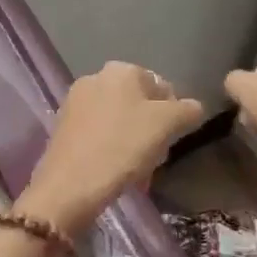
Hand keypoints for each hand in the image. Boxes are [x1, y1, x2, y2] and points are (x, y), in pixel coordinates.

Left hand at [19, 62, 205, 235]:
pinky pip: (99, 134)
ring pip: (118, 120)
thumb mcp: (166, 126)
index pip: (161, 86)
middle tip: (156, 156)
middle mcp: (95, 78)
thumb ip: (187, 111)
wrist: (69, 186)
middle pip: (138, 103)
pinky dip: (111, 148)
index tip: (172, 140)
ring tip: (137, 169)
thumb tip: (193, 107)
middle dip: (151, 129)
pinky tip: (115, 171)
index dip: (173, 114)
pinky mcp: (63, 128)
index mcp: (121, 70)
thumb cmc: (122, 147)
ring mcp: (75, 102)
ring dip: (133, 141)